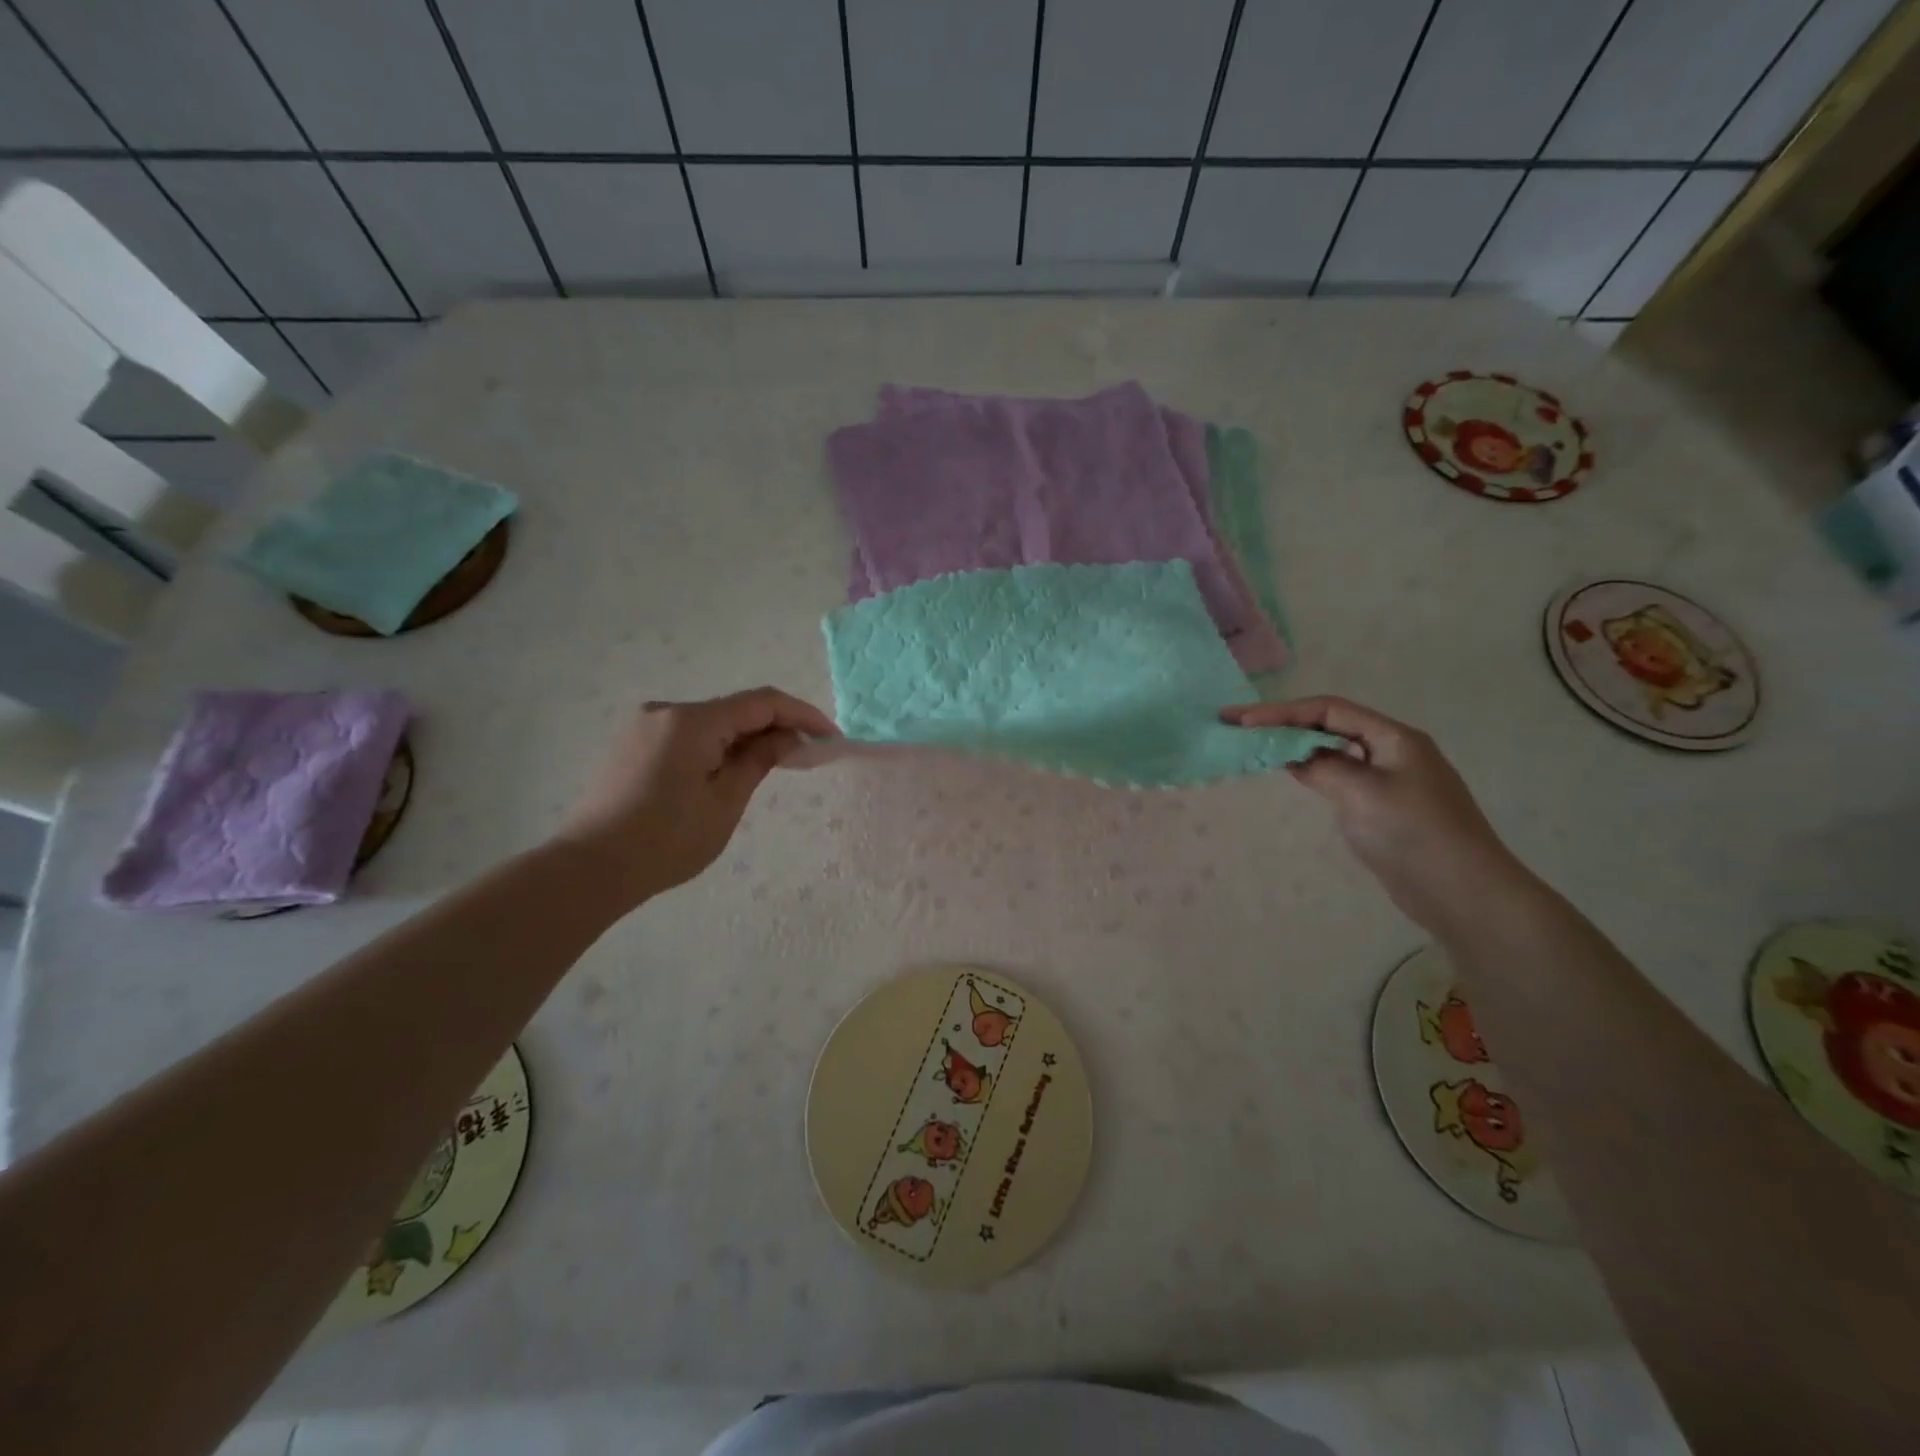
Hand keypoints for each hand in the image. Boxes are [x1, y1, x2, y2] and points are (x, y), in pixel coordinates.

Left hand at [557, 687, 837, 906]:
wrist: (590, 868)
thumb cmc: (666, 839)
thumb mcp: (725, 801)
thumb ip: (760, 759)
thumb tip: (789, 737)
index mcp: (692, 720)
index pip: (761, 702)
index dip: (802, 714)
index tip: (830, 737)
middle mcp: (666, 711)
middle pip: (735, 710)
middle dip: (775, 727)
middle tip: (807, 756)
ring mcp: (645, 726)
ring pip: (712, 723)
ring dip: (746, 738)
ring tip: (772, 766)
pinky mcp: (633, 745)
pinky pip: (688, 736)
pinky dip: (717, 746)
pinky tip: (729, 772)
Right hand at [1222, 696, 1529, 932]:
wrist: (1463, 893)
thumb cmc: (1414, 834)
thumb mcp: (1362, 793)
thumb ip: (1323, 767)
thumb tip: (1293, 756)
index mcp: (1394, 738)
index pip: (1328, 710)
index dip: (1282, 711)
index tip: (1241, 719)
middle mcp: (1391, 751)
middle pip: (1329, 725)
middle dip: (1283, 723)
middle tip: (1238, 727)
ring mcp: (1388, 780)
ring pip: (1333, 751)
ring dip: (1295, 745)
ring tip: (1255, 746)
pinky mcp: (1382, 807)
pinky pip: (1339, 776)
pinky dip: (1312, 770)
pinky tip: (1291, 773)